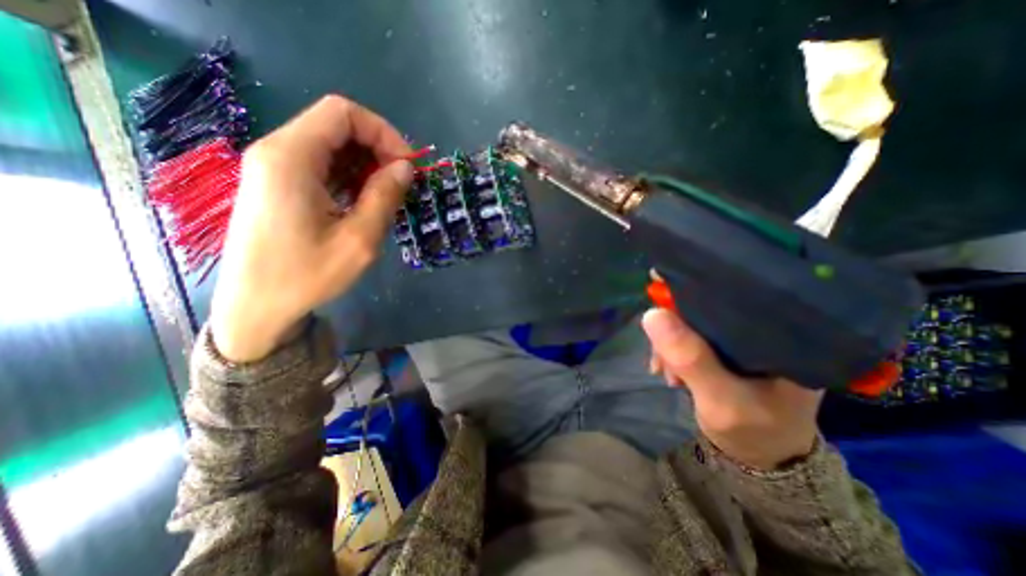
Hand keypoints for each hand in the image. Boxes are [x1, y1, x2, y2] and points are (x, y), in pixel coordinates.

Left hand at [209, 96, 413, 361]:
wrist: (256, 307)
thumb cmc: (306, 276)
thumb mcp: (359, 240)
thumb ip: (384, 197)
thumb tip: (405, 168)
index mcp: (292, 158)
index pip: (343, 113)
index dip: (383, 132)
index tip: (406, 167)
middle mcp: (277, 151)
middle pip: (337, 126)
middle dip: (378, 149)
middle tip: (401, 184)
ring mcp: (274, 168)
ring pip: (331, 145)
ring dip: (366, 165)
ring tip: (387, 196)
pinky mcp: (278, 184)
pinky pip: (322, 165)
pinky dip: (350, 176)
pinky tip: (364, 202)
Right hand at [640, 308, 822, 470]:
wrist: (761, 458)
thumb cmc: (754, 431)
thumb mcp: (721, 400)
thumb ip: (691, 359)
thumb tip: (652, 314)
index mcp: (781, 330)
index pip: (736, 290)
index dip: (695, 288)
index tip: (663, 294)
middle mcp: (763, 326)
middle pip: (708, 304)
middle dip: (676, 326)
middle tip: (663, 357)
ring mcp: (742, 337)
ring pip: (693, 320)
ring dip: (671, 342)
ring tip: (667, 372)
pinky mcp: (726, 347)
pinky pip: (690, 335)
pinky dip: (673, 350)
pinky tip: (669, 370)